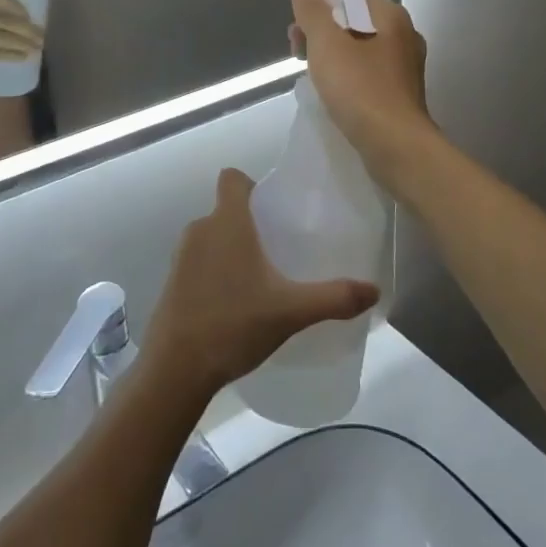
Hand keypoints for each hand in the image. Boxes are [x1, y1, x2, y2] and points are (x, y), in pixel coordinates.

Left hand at [141, 169, 378, 397]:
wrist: (175, 368)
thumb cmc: (233, 325)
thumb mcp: (291, 312)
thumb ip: (334, 298)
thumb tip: (374, 291)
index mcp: (227, 222)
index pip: (232, 178)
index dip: (252, 186)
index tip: (274, 210)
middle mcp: (200, 229)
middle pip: (226, 210)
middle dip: (250, 224)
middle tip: (279, 250)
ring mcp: (181, 256)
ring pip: (212, 238)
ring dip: (232, 250)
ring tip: (260, 279)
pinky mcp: (171, 282)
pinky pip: (198, 262)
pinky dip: (215, 272)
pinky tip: (235, 304)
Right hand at [287, 0, 433, 171]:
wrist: (396, 146)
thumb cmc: (360, 89)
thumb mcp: (326, 44)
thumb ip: (312, 11)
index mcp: (390, 16)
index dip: (320, 2)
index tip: (298, 24)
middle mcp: (403, 34)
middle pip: (354, 18)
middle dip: (321, 29)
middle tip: (297, 50)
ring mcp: (404, 65)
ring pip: (360, 46)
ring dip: (331, 52)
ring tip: (309, 71)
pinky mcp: (400, 91)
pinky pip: (367, 70)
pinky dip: (346, 72)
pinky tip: (331, 89)